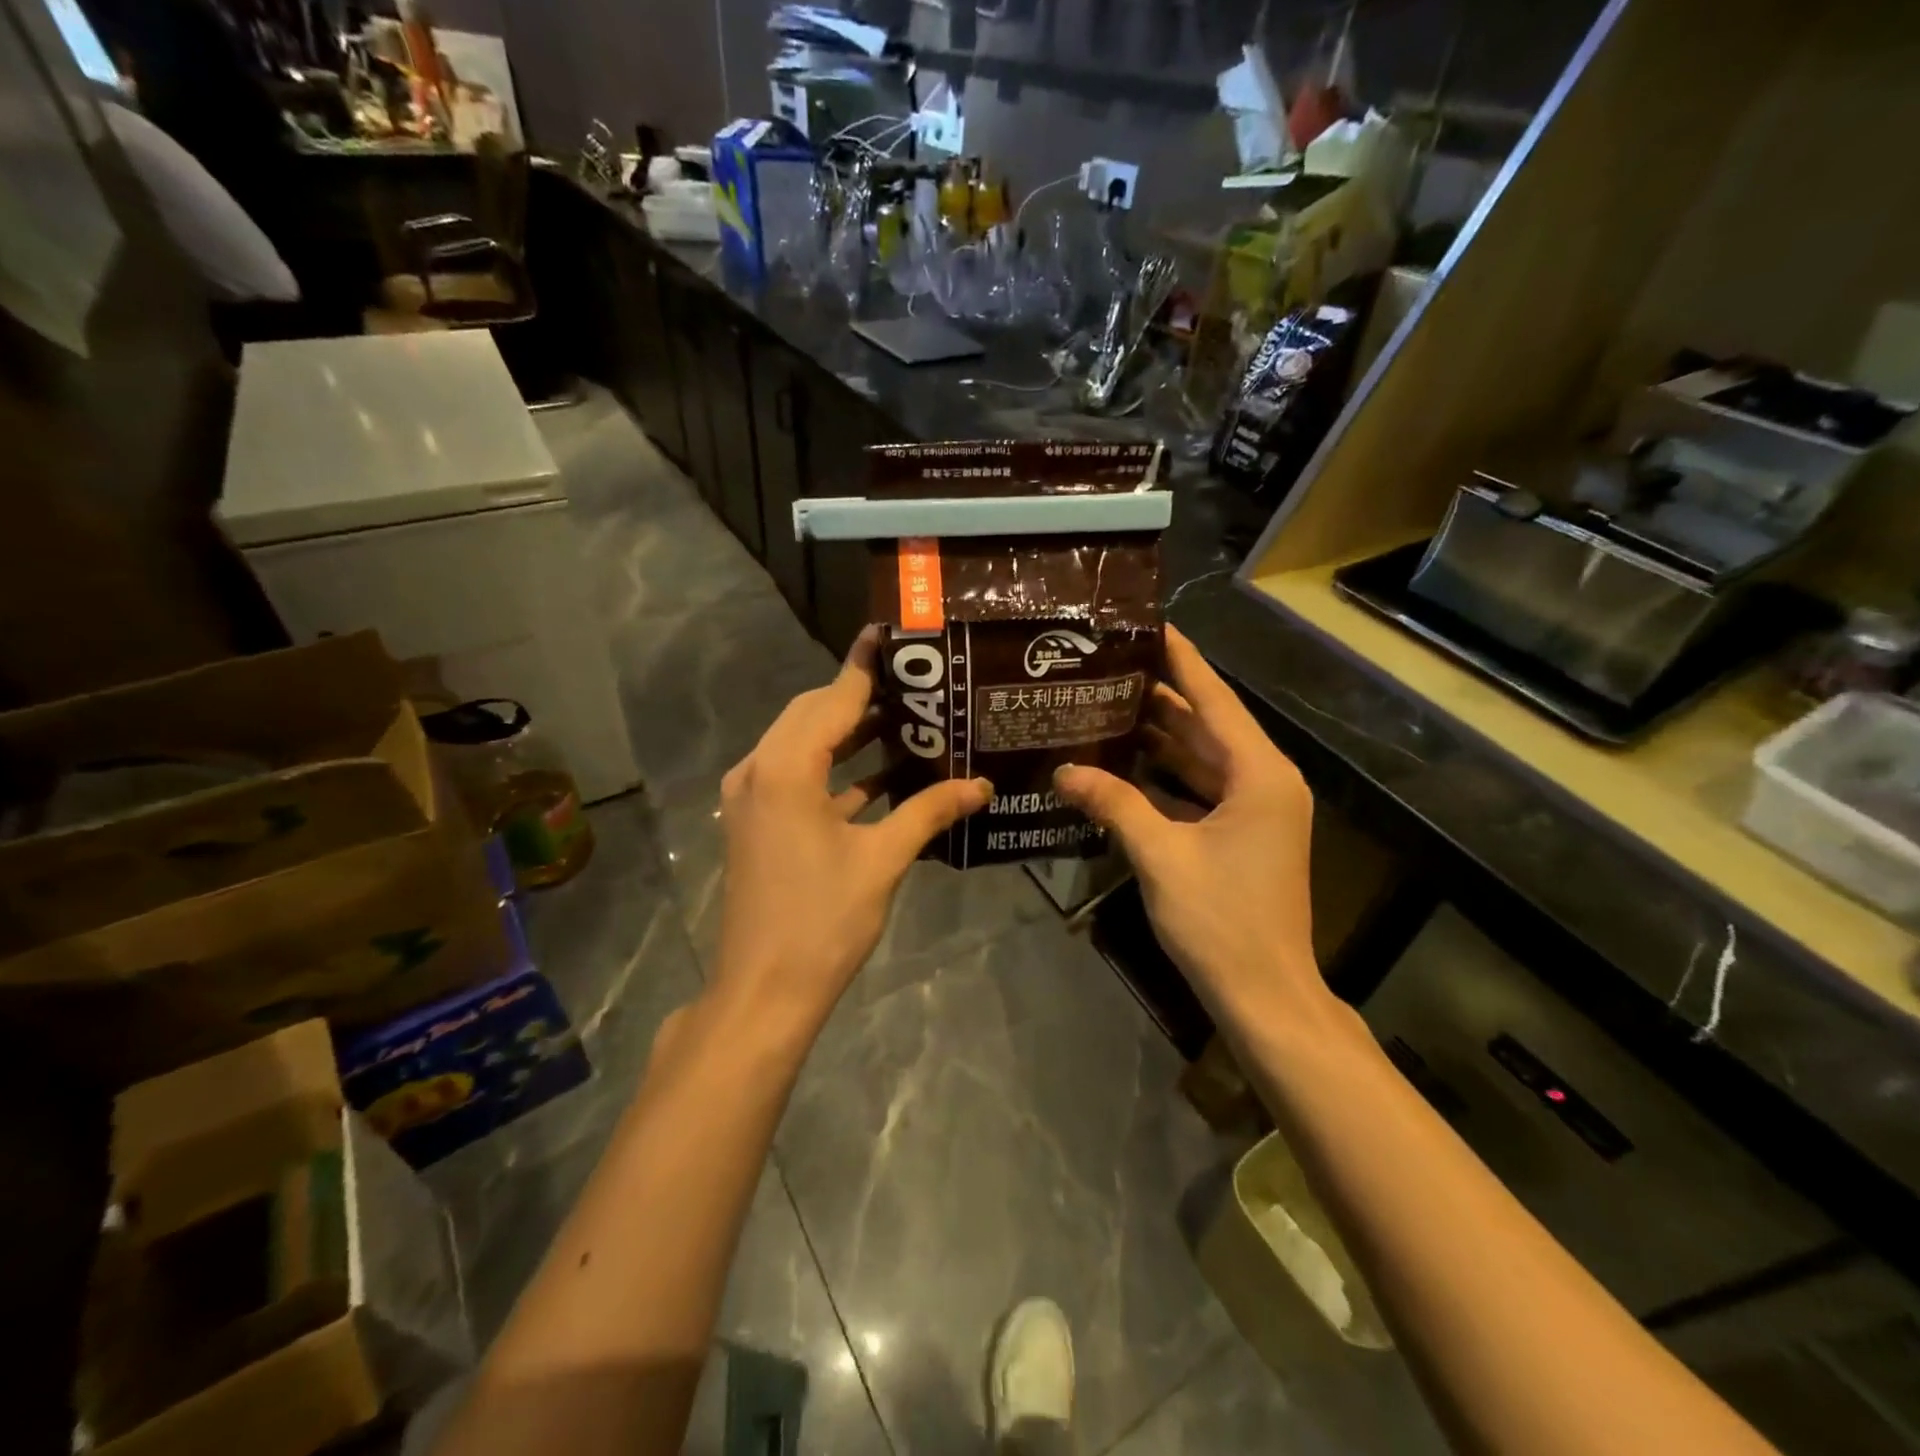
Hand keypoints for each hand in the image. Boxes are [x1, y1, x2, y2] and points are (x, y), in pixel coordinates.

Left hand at [712, 628, 990, 1034]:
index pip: (833, 698)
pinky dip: (837, 770)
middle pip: (814, 714)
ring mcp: (753, 797)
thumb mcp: (882, 860)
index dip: (866, 666)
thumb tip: (981, 784)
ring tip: (908, 721)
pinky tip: (883, 774)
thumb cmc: (823, 921)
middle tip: (916, 684)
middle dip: (862, 698)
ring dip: (850, 733)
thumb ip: (929, 811)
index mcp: (785, 768)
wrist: (764, 991)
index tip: (893, 635)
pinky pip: (799, 777)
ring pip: (805, 744)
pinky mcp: (758, 821)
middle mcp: (759, 770)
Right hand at [1053, 625, 1323, 1023]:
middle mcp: (1262, 781)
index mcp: (1258, 774)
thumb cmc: (1221, 920)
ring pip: (1200, 758)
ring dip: (1158, 736)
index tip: (1151, 625)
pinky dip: (1164, 776)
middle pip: (1206, 724)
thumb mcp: (1160, 855)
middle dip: (1160, 695)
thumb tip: (1063, 771)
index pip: (1214, 699)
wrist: (1264, 993)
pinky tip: (1122, 764)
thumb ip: (1113, 803)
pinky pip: (1198, 789)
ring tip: (1106, 705)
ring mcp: (1253, 810)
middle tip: (1108, 667)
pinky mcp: (1240, 834)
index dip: (1182, 660)